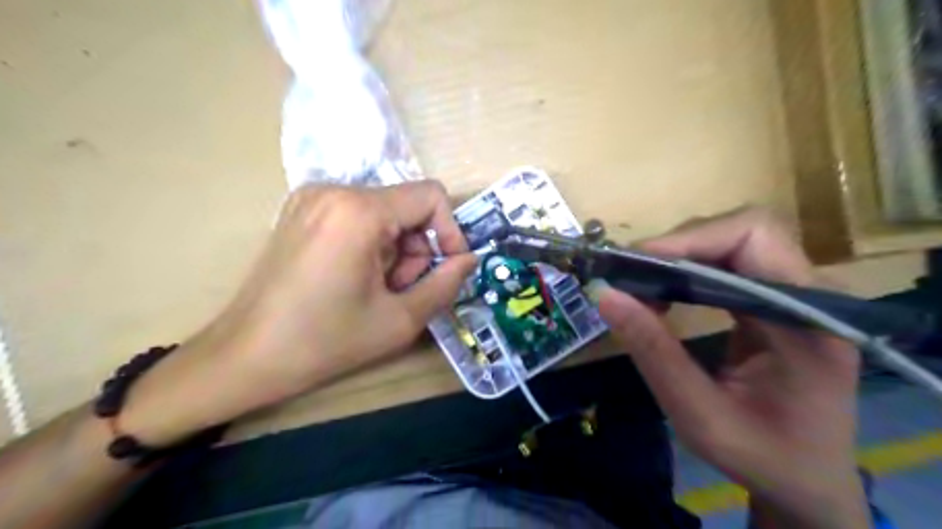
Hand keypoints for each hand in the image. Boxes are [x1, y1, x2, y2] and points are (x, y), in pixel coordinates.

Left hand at [120, 182, 474, 445]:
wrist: (245, 356)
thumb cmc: (324, 341)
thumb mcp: (400, 320)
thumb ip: (445, 284)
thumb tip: (469, 260)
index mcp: (359, 211)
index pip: (431, 196)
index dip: (450, 232)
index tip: (446, 269)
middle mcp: (334, 190)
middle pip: (407, 207)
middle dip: (416, 250)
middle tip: (401, 291)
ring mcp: (312, 197)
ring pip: (385, 213)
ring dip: (395, 251)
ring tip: (377, 290)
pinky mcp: (302, 211)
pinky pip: (359, 217)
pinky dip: (372, 245)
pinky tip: (355, 278)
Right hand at [596, 209, 867, 528]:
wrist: (808, 480)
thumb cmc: (762, 456)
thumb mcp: (698, 415)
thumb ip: (653, 352)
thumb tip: (604, 295)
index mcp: (810, 321)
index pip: (754, 238)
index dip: (690, 240)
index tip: (636, 264)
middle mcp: (812, 293)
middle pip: (741, 231)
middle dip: (678, 247)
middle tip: (629, 277)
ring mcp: (797, 292)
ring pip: (731, 241)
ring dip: (679, 258)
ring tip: (640, 288)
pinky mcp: (777, 298)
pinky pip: (728, 263)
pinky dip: (687, 272)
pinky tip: (663, 295)